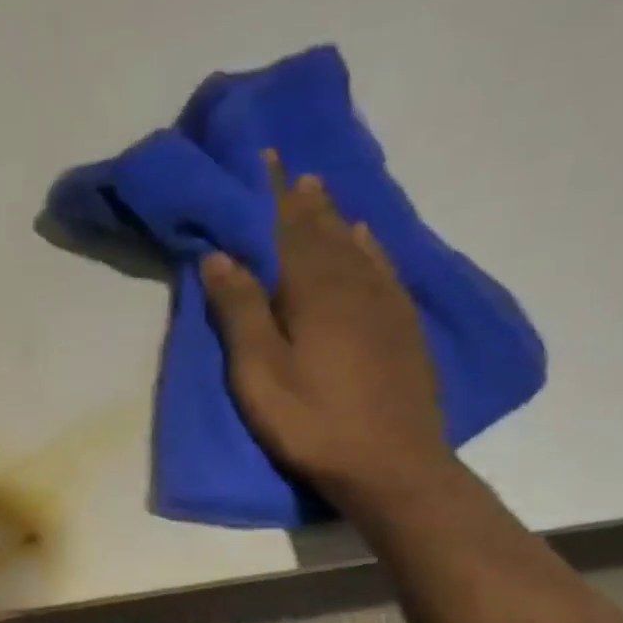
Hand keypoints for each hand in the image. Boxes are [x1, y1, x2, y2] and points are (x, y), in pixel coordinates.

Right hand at [201, 149, 452, 512]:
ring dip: (336, 219)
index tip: (267, 159)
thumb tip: (220, 256)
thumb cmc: (312, 421)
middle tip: (292, 172)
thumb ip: (240, 312)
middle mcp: (354, 286)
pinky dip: (370, 248)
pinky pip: (384, 270)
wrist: (391, 464)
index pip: (292, 230)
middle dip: (305, 202)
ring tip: (322, 195)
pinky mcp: (403, 328)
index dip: (276, 196)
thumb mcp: (260, 373)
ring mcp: (385, 305)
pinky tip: (367, 241)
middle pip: (326, 233)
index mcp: (314, 292)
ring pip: (357, 248)